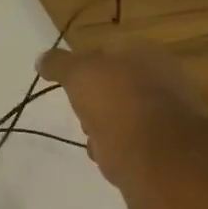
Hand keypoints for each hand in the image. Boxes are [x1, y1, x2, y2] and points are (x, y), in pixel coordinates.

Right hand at [37, 44, 207, 188]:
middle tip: (79, 110)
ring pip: (122, 115)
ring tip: (91, 137)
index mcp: (147, 54)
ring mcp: (166, 115)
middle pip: (115, 86)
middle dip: (94, 100)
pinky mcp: (163, 149)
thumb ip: (59, 64)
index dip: (84, 65)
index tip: (67, 82)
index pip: (109, 51)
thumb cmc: (117, 103)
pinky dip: (115, 149)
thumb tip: (42, 59)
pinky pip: (129, 143)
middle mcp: (162, 80)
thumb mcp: (79, 73)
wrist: (155, 157)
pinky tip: (106, 156)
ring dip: (103, 126)